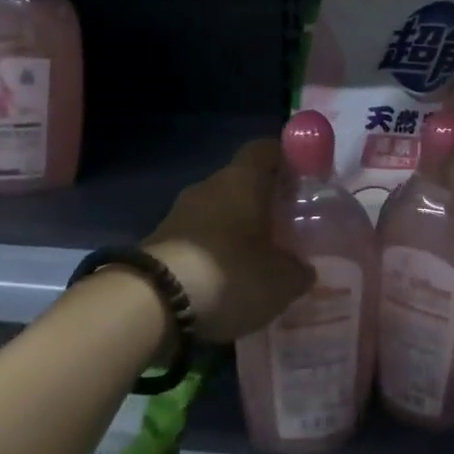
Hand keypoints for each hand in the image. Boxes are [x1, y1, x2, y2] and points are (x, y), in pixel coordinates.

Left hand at [144, 138, 313, 344]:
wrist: (150, 303)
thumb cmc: (228, 275)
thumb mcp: (280, 281)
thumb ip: (298, 270)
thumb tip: (303, 268)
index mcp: (243, 180)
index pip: (266, 149)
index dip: (286, 159)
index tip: (304, 180)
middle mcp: (209, 186)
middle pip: (242, 182)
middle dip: (263, 202)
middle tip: (286, 229)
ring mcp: (179, 213)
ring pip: (218, 211)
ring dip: (236, 230)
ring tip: (257, 261)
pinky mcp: (160, 241)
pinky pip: (197, 238)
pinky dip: (213, 253)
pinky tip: (226, 282)